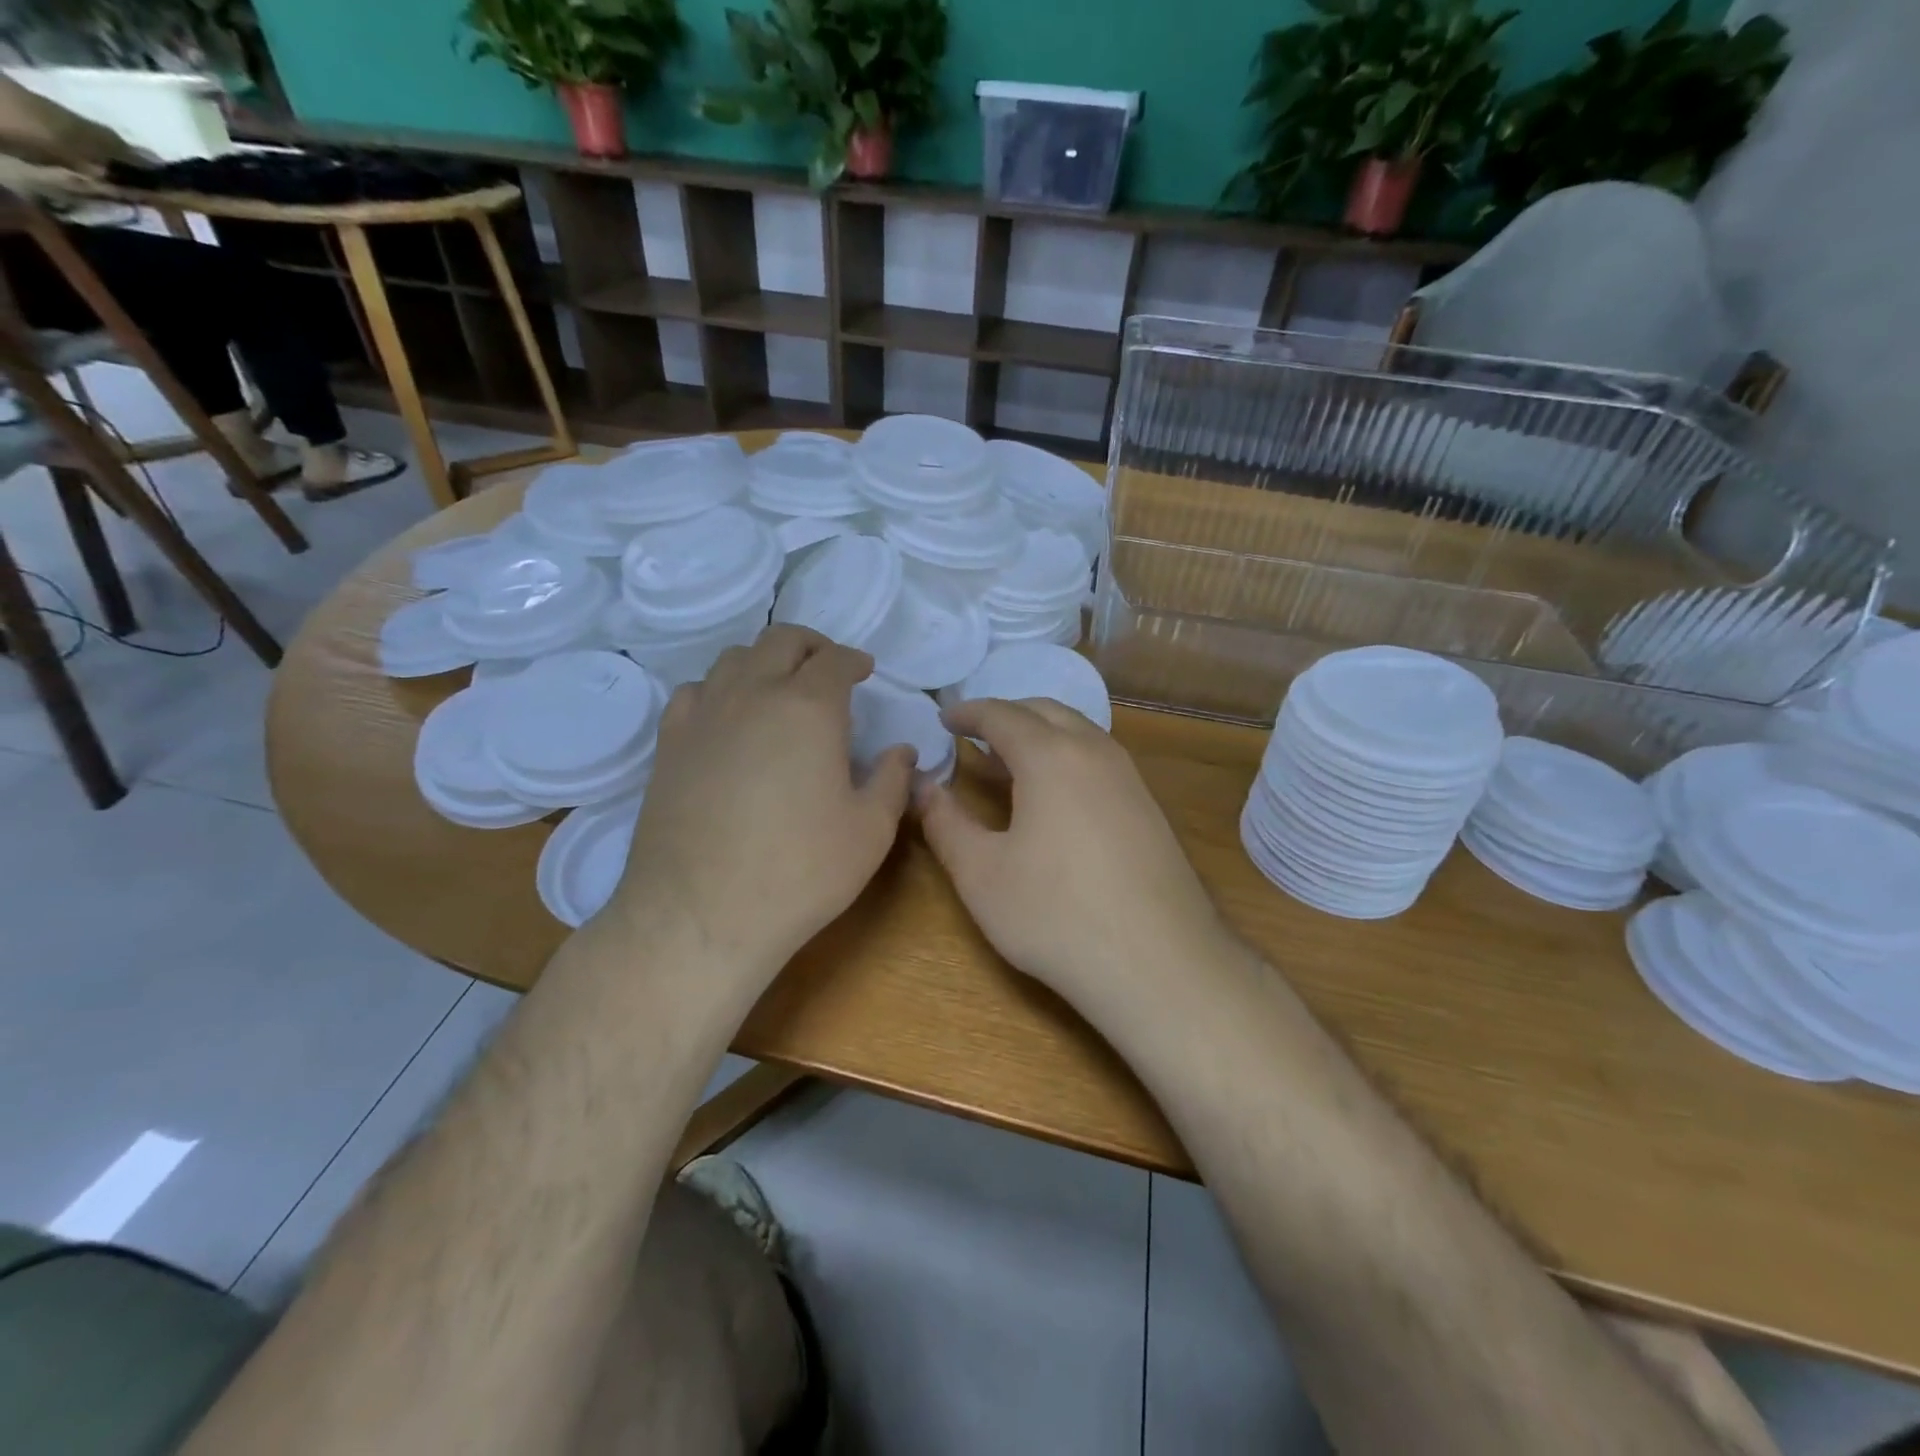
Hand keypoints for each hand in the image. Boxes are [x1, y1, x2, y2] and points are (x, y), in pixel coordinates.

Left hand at [613, 625, 913, 980]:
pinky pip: (695, 692)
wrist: (701, 915)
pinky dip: (720, 689)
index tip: (865, 671)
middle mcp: (753, 694)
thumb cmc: (800, 871)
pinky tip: (728, 718)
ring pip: (734, 659)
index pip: (835, 660)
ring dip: (765, 662)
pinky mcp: (670, 744)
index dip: (854, 660)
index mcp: (809, 708)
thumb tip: (901, 752)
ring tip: (780, 689)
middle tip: (828, 669)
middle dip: (811, 646)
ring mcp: (704, 715)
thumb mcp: (870, 831)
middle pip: (781, 641)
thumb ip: (892, 781)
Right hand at [917, 698, 1235, 1008]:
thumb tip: (923, 787)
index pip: (1001, 714)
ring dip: (1040, 734)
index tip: (944, 718)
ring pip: (1079, 731)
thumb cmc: (1057, 916)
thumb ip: (946, 823)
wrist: (1159, 963)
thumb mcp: (982, 874)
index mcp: (1050, 756)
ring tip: (1009, 763)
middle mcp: (1094, 751)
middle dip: (1006, 715)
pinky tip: (1055, 797)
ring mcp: (1129, 777)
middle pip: (1045, 711)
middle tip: (975, 735)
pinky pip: (1099, 758)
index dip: (968, 712)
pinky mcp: (1149, 807)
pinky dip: (1067, 756)